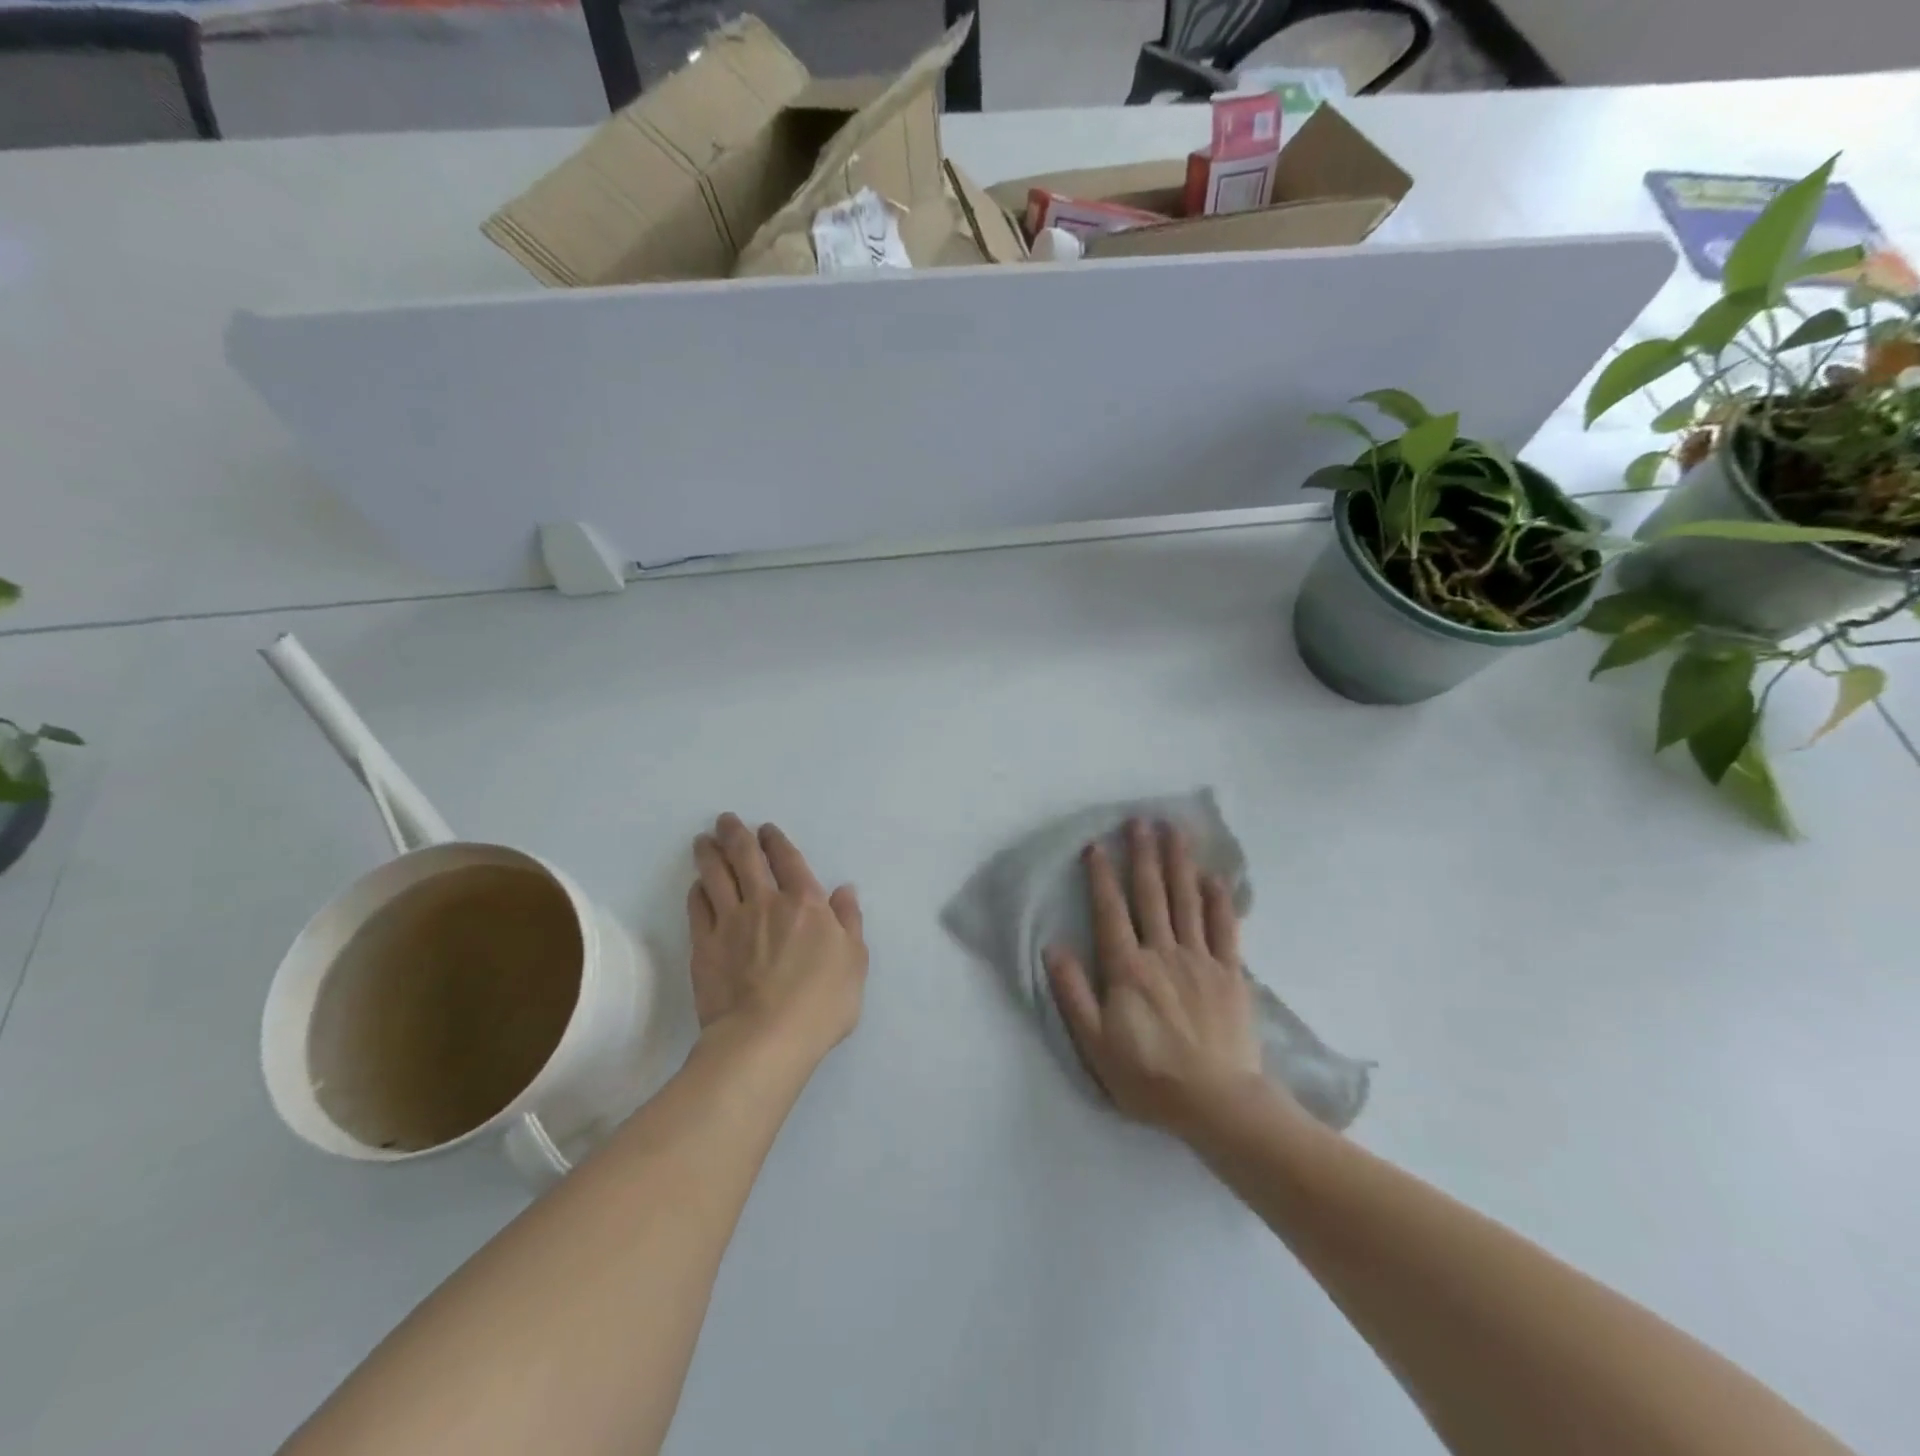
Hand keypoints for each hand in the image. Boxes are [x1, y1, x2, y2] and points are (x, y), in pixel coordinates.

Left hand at [688, 814, 867, 1070]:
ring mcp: (730, 922)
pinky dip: (698, 891)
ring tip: (703, 841)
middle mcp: (765, 902)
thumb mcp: (855, 961)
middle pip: (745, 858)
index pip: (787, 859)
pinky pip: (698, 908)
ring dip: (709, 854)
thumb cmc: (821, 1003)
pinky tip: (697, 885)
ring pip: (716, 876)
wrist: (765, 1038)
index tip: (765, 829)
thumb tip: (844, 889)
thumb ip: (849, 921)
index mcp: (805, 902)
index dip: (775, 840)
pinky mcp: (704, 946)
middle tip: (725, 820)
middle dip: (735, 835)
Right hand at [1046, 820, 1264, 1138]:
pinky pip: (1225, 928)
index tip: (1097, 845)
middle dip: (1143, 855)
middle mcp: (1163, 953)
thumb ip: (1073, 993)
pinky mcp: (1231, 973)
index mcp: (1127, 968)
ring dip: (1180, 863)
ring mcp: (1200, 960)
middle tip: (1140, 820)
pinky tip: (1215, 877)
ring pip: (1187, 901)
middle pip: (1151, 894)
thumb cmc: (1148, 1077)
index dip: (1102, 877)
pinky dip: (1219, 900)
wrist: (1217, 1104)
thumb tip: (1054, 948)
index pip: (1111, 911)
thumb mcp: (1095, 1043)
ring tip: (1175, 831)